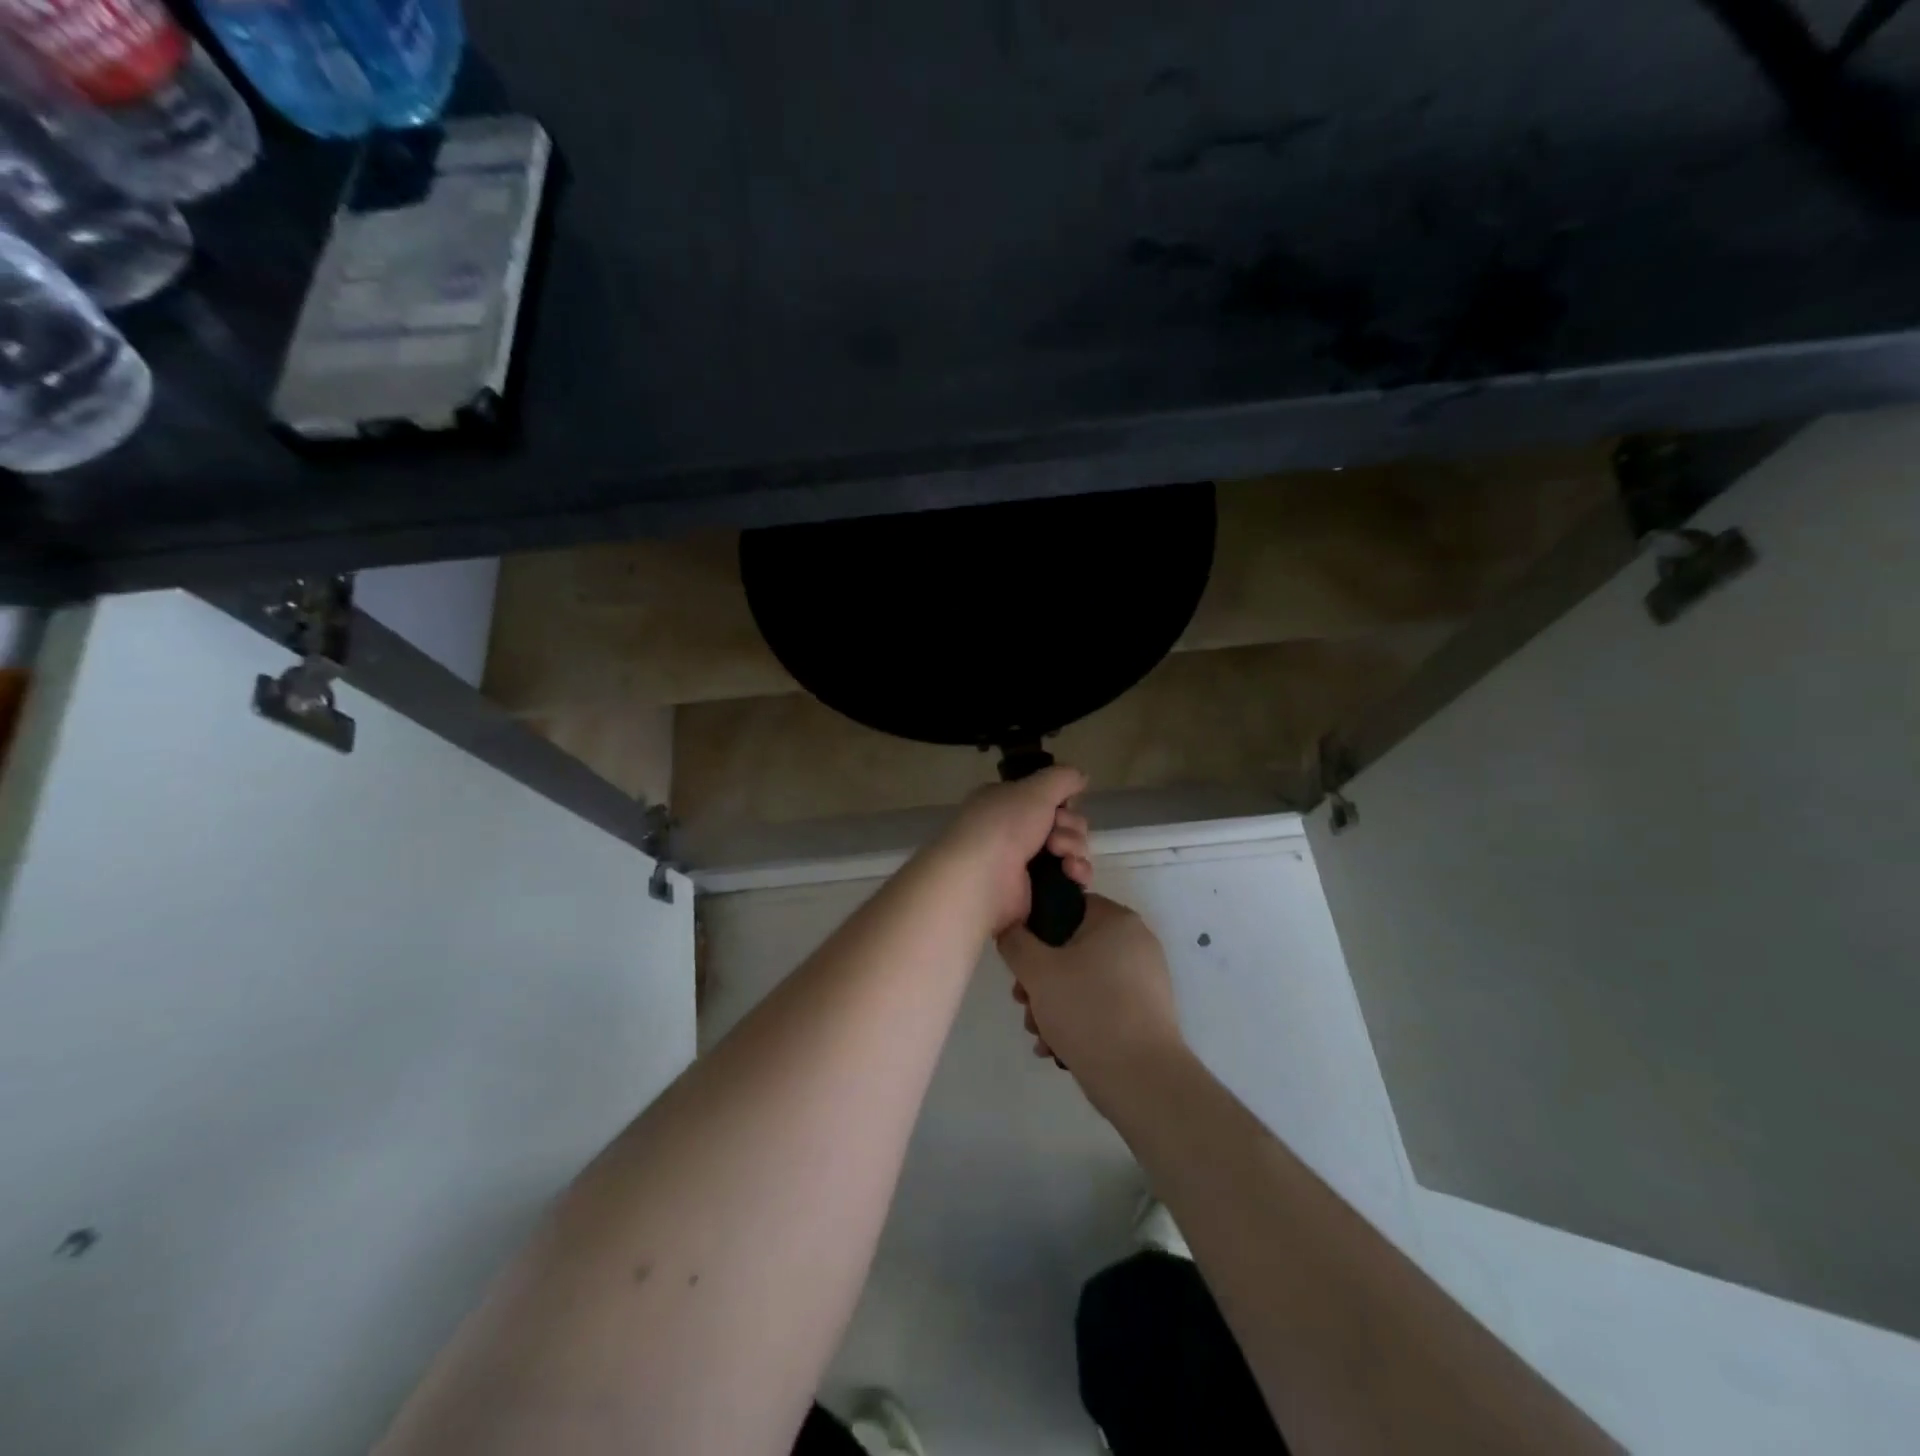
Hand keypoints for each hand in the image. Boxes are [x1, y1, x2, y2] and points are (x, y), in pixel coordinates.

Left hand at [928, 766, 1092, 937]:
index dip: (1062, 801)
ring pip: (1070, 849)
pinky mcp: (1036, 891)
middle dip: (1070, 826)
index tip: (1064, 805)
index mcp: (1006, 803)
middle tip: (1055, 836)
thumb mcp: (1034, 790)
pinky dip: (1077, 873)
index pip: (1046, 797)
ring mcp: (1024, 863)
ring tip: (1062, 857)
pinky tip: (1072, 874)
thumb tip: (1081, 776)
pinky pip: (1069, 877)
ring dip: (1074, 848)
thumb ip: (1061, 778)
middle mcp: (1013, 831)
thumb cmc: (1003, 827)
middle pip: (1064, 822)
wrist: (982, 881)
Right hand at [1000, 895, 1185, 1105]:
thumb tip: (1010, 928)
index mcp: (1117, 920)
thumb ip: (1015, 941)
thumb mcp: (1037, 972)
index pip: (1067, 906)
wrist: (1142, 1080)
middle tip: (1023, 1002)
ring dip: (1053, 1004)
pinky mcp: (1145, 1013)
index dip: (1036, 929)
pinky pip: (1101, 1004)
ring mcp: (1144, 979)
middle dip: (1040, 978)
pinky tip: (1056, 1047)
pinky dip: (1077, 1020)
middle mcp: (1136, 943)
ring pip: (1083, 980)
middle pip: (1072, 948)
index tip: (1019, 960)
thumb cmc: (1088, 1011)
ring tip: (1039, 1033)